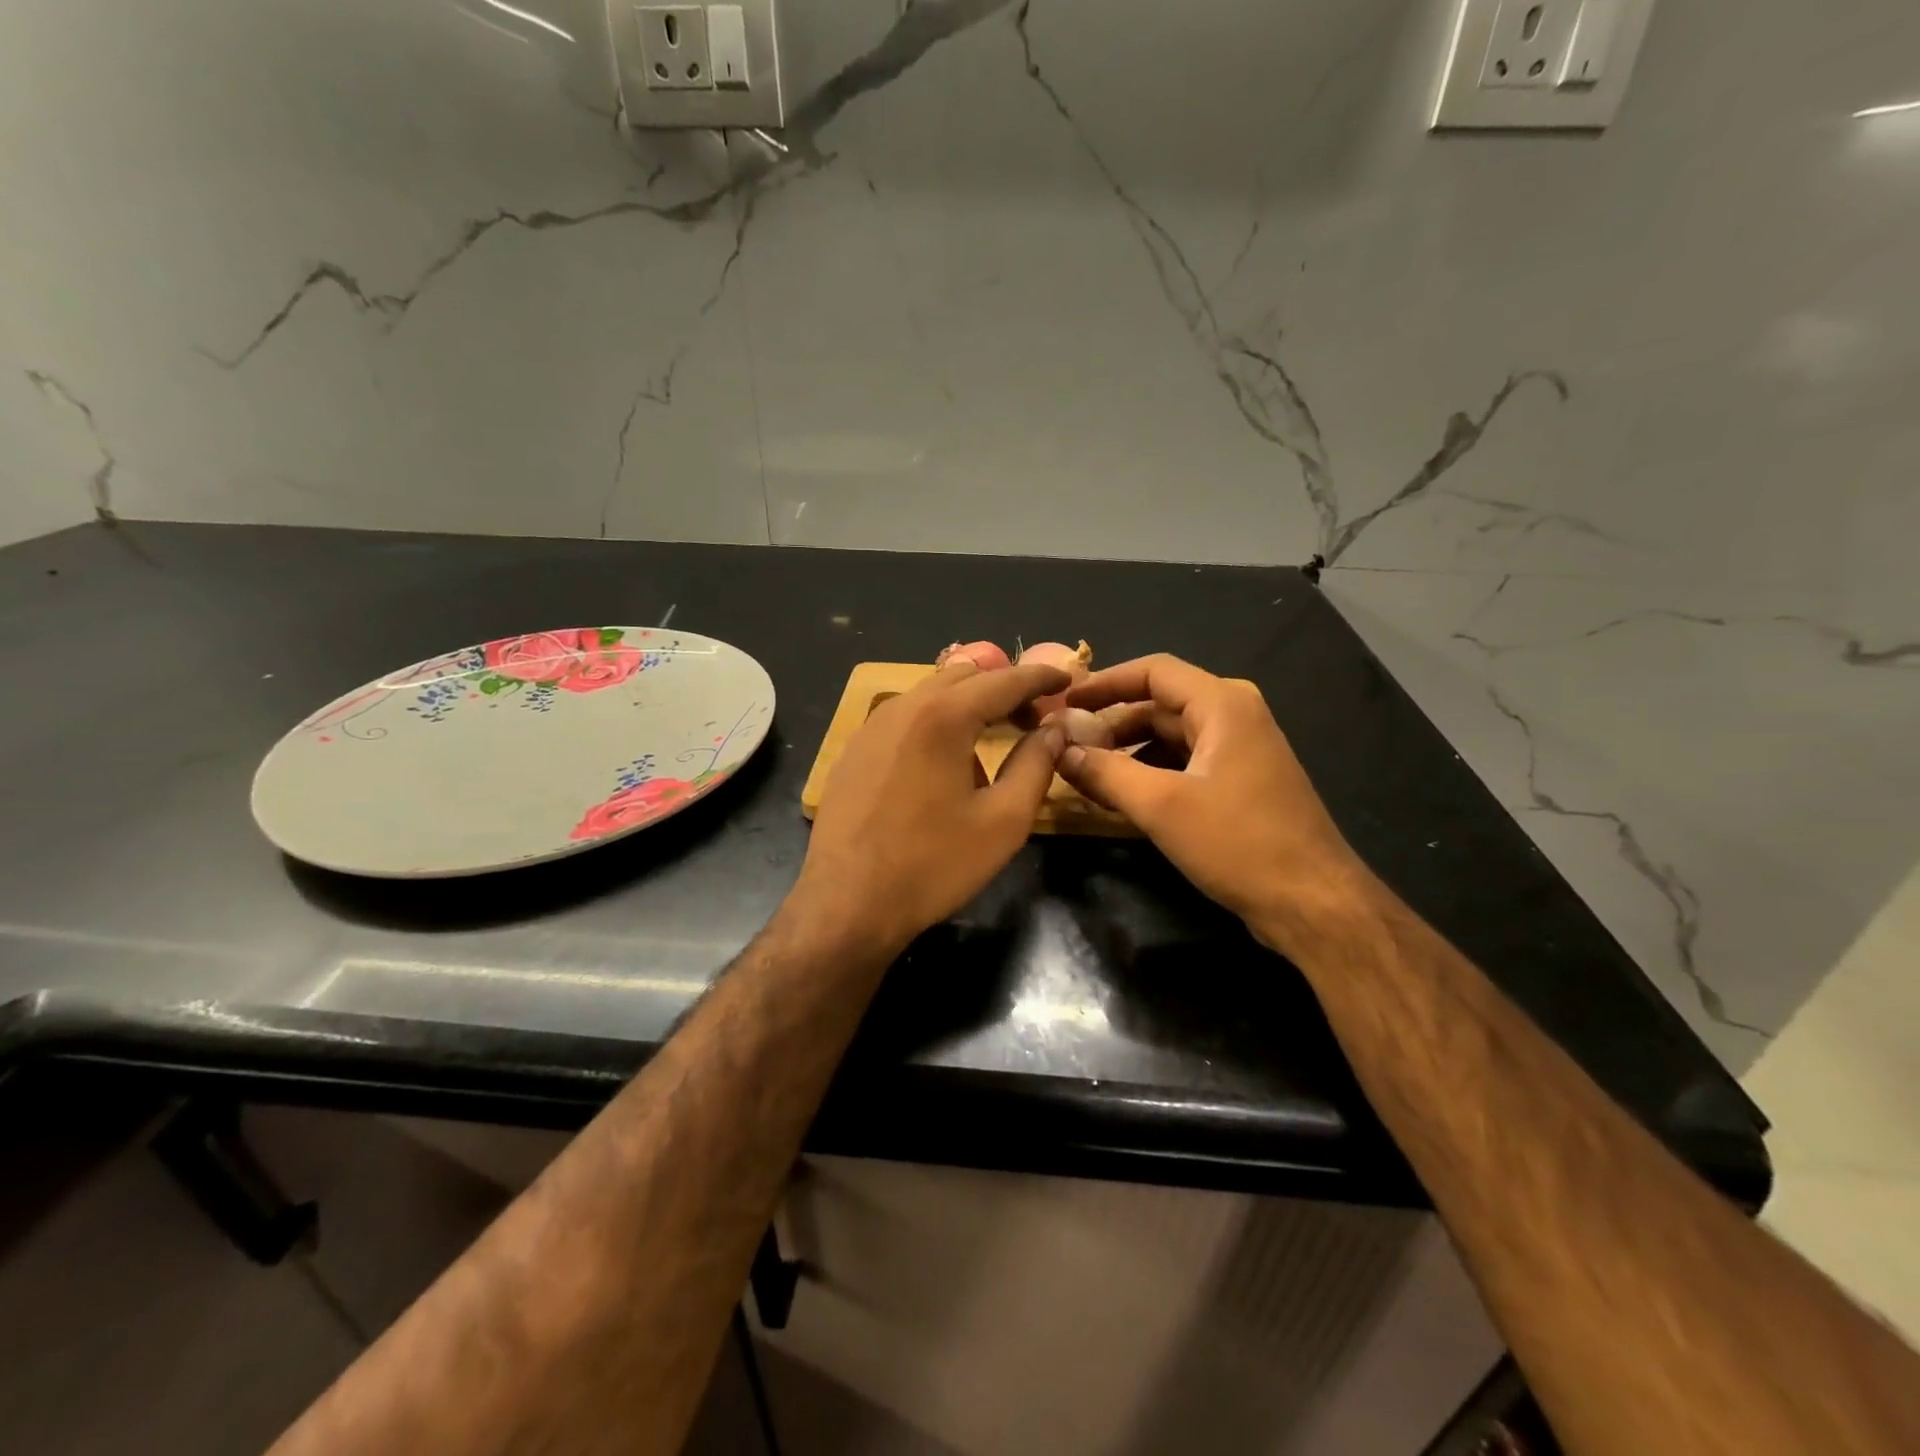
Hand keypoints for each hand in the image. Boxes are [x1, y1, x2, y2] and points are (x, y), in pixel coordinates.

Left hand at [798, 659, 1070, 954]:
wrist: (846, 903)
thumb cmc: (933, 865)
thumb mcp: (1003, 820)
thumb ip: (1036, 764)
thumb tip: (1054, 728)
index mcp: (943, 716)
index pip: (1003, 680)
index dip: (1039, 677)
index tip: (1066, 679)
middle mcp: (903, 706)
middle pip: (964, 676)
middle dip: (1004, 687)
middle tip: (1033, 717)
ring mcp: (872, 726)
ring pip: (931, 693)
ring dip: (969, 704)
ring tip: (992, 739)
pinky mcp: (854, 749)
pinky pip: (905, 718)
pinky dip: (937, 721)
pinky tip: (945, 763)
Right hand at [1055, 655, 1368, 953]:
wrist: (1312, 902)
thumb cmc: (1239, 842)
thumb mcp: (1161, 806)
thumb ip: (1106, 772)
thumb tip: (1061, 751)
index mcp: (1223, 704)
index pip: (1153, 670)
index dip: (1105, 682)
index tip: (1064, 701)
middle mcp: (1234, 716)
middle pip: (1159, 703)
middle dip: (1111, 722)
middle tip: (1066, 744)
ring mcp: (1239, 751)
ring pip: (1169, 736)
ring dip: (1127, 751)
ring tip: (1085, 773)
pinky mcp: (1239, 783)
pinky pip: (1184, 762)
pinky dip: (1150, 772)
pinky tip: (1121, 796)